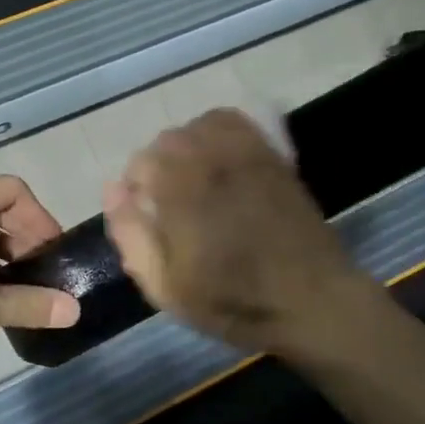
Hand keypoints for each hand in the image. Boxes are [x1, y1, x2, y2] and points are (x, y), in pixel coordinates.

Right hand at [101, 110, 381, 356]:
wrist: (311, 300)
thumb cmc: (234, 302)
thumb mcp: (167, 287)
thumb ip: (132, 236)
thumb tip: (113, 191)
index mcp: (181, 190)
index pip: (141, 163)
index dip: (135, 191)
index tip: (146, 219)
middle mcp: (211, 159)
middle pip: (167, 141)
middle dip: (158, 168)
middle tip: (170, 207)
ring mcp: (246, 153)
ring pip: (198, 126)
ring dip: (187, 149)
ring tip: (194, 182)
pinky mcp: (271, 155)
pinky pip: (235, 122)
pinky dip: (217, 132)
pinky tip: (220, 161)